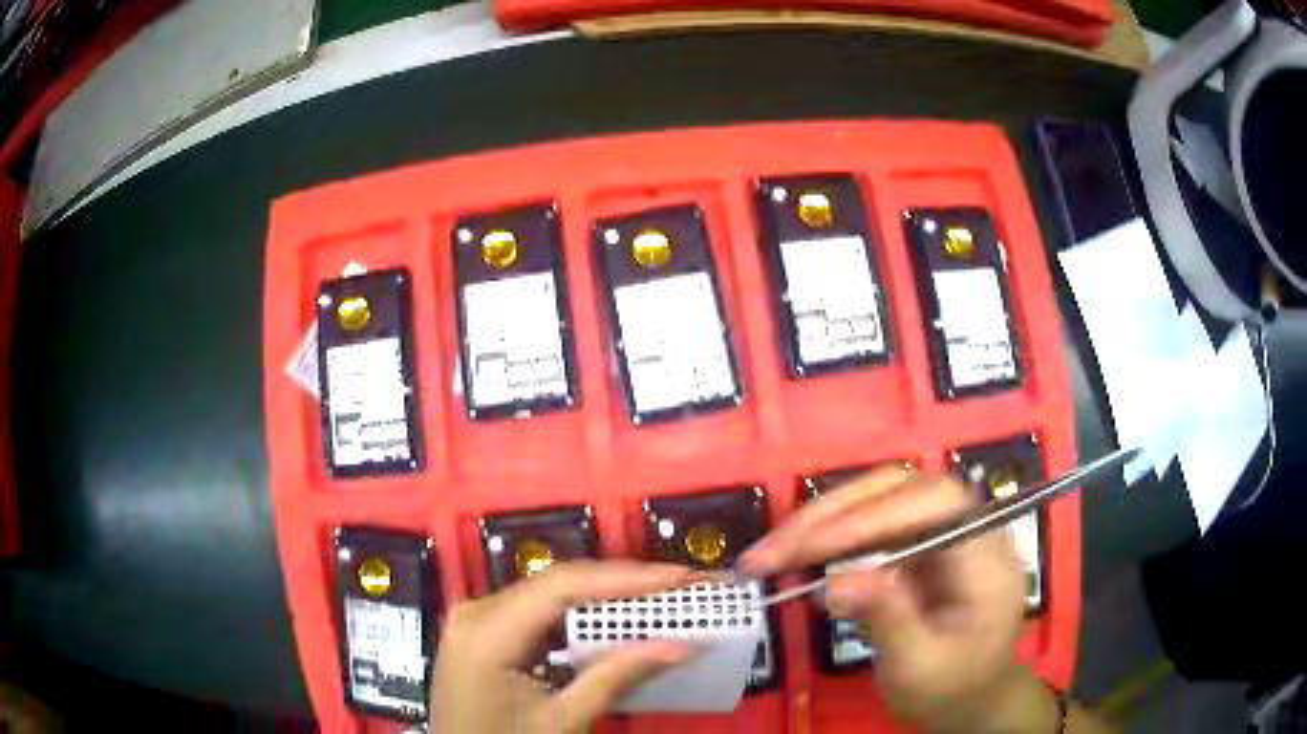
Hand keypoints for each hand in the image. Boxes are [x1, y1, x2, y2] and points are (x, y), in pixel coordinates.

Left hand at [433, 560, 693, 733]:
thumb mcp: (561, 721)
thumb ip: (615, 678)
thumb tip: (682, 646)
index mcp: (486, 633)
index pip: (561, 586)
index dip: (623, 577)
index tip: (678, 576)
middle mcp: (476, 611)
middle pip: (556, 582)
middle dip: (621, 581)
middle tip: (679, 583)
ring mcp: (475, 617)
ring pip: (549, 590)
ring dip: (604, 592)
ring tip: (658, 594)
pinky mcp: (483, 628)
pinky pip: (537, 608)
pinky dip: (579, 610)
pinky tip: (615, 615)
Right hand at [737, 467, 1057, 733]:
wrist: (969, 695)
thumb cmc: (952, 687)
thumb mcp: (921, 667)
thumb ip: (889, 620)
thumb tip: (835, 583)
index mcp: (986, 556)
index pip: (934, 505)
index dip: (871, 516)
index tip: (808, 550)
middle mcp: (967, 525)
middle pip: (898, 490)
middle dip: (829, 517)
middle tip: (766, 556)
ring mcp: (940, 528)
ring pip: (877, 497)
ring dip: (818, 522)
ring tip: (766, 556)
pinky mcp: (916, 539)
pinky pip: (868, 521)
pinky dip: (825, 535)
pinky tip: (794, 556)